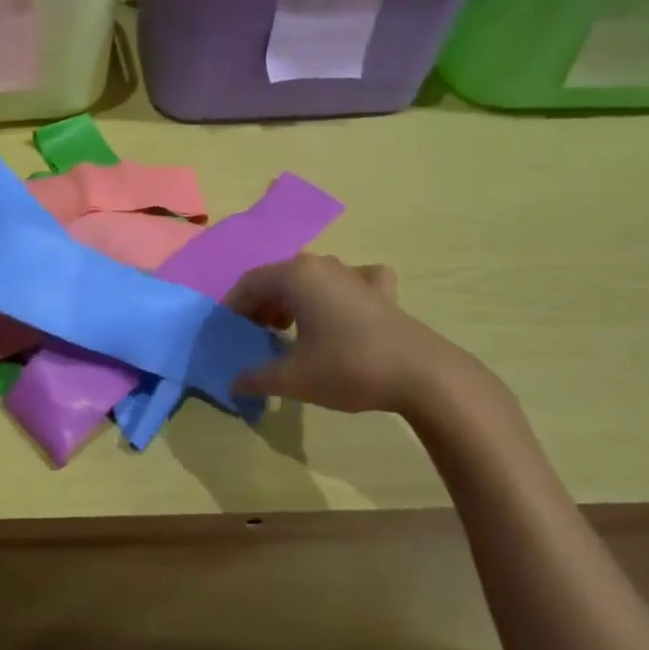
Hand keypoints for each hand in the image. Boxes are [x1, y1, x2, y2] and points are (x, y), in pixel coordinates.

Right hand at [226, 254, 474, 414]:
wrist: (422, 375)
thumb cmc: (347, 367)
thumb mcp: (292, 378)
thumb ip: (256, 378)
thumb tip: (233, 383)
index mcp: (295, 276)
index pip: (249, 283)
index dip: (233, 308)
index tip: (227, 333)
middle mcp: (322, 266)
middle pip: (278, 279)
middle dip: (261, 305)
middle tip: (254, 335)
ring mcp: (355, 275)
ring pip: (312, 279)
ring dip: (293, 301)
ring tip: (287, 330)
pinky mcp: (382, 291)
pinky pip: (350, 282)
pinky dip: (339, 293)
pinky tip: (344, 310)